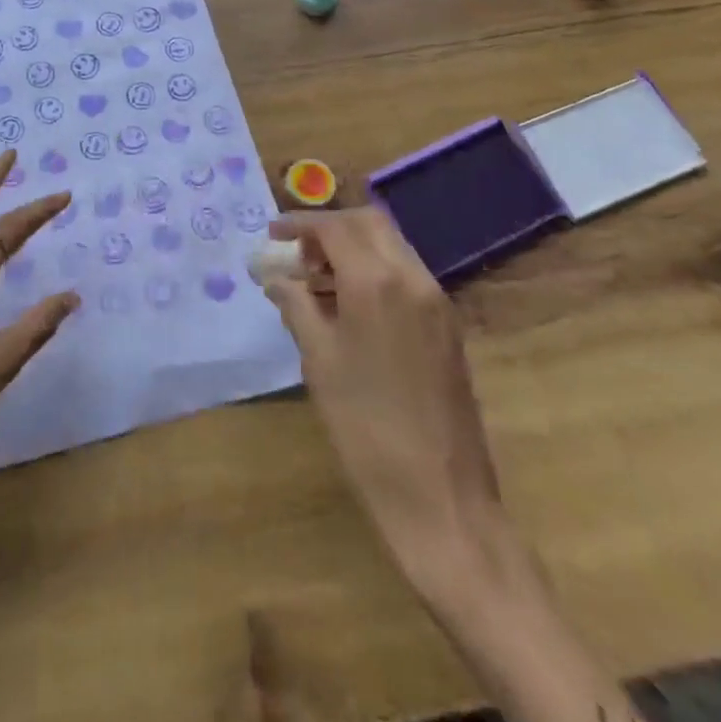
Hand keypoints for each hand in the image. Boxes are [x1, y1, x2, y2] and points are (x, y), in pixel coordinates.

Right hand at [260, 207, 504, 584]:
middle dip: (330, 229)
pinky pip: (406, 275)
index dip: (300, 224)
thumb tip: (276, 276)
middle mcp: (412, 278)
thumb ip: (296, 304)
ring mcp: (436, 301)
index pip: (335, 227)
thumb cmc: (366, 427)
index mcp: (376, 282)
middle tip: (298, 254)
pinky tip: (350, 305)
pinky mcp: (447, 325)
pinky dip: (375, 271)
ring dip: (353, 248)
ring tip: (317, 281)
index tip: (273, 235)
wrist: (441, 497)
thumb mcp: (319, 360)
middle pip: (369, 224)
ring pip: (391, 246)